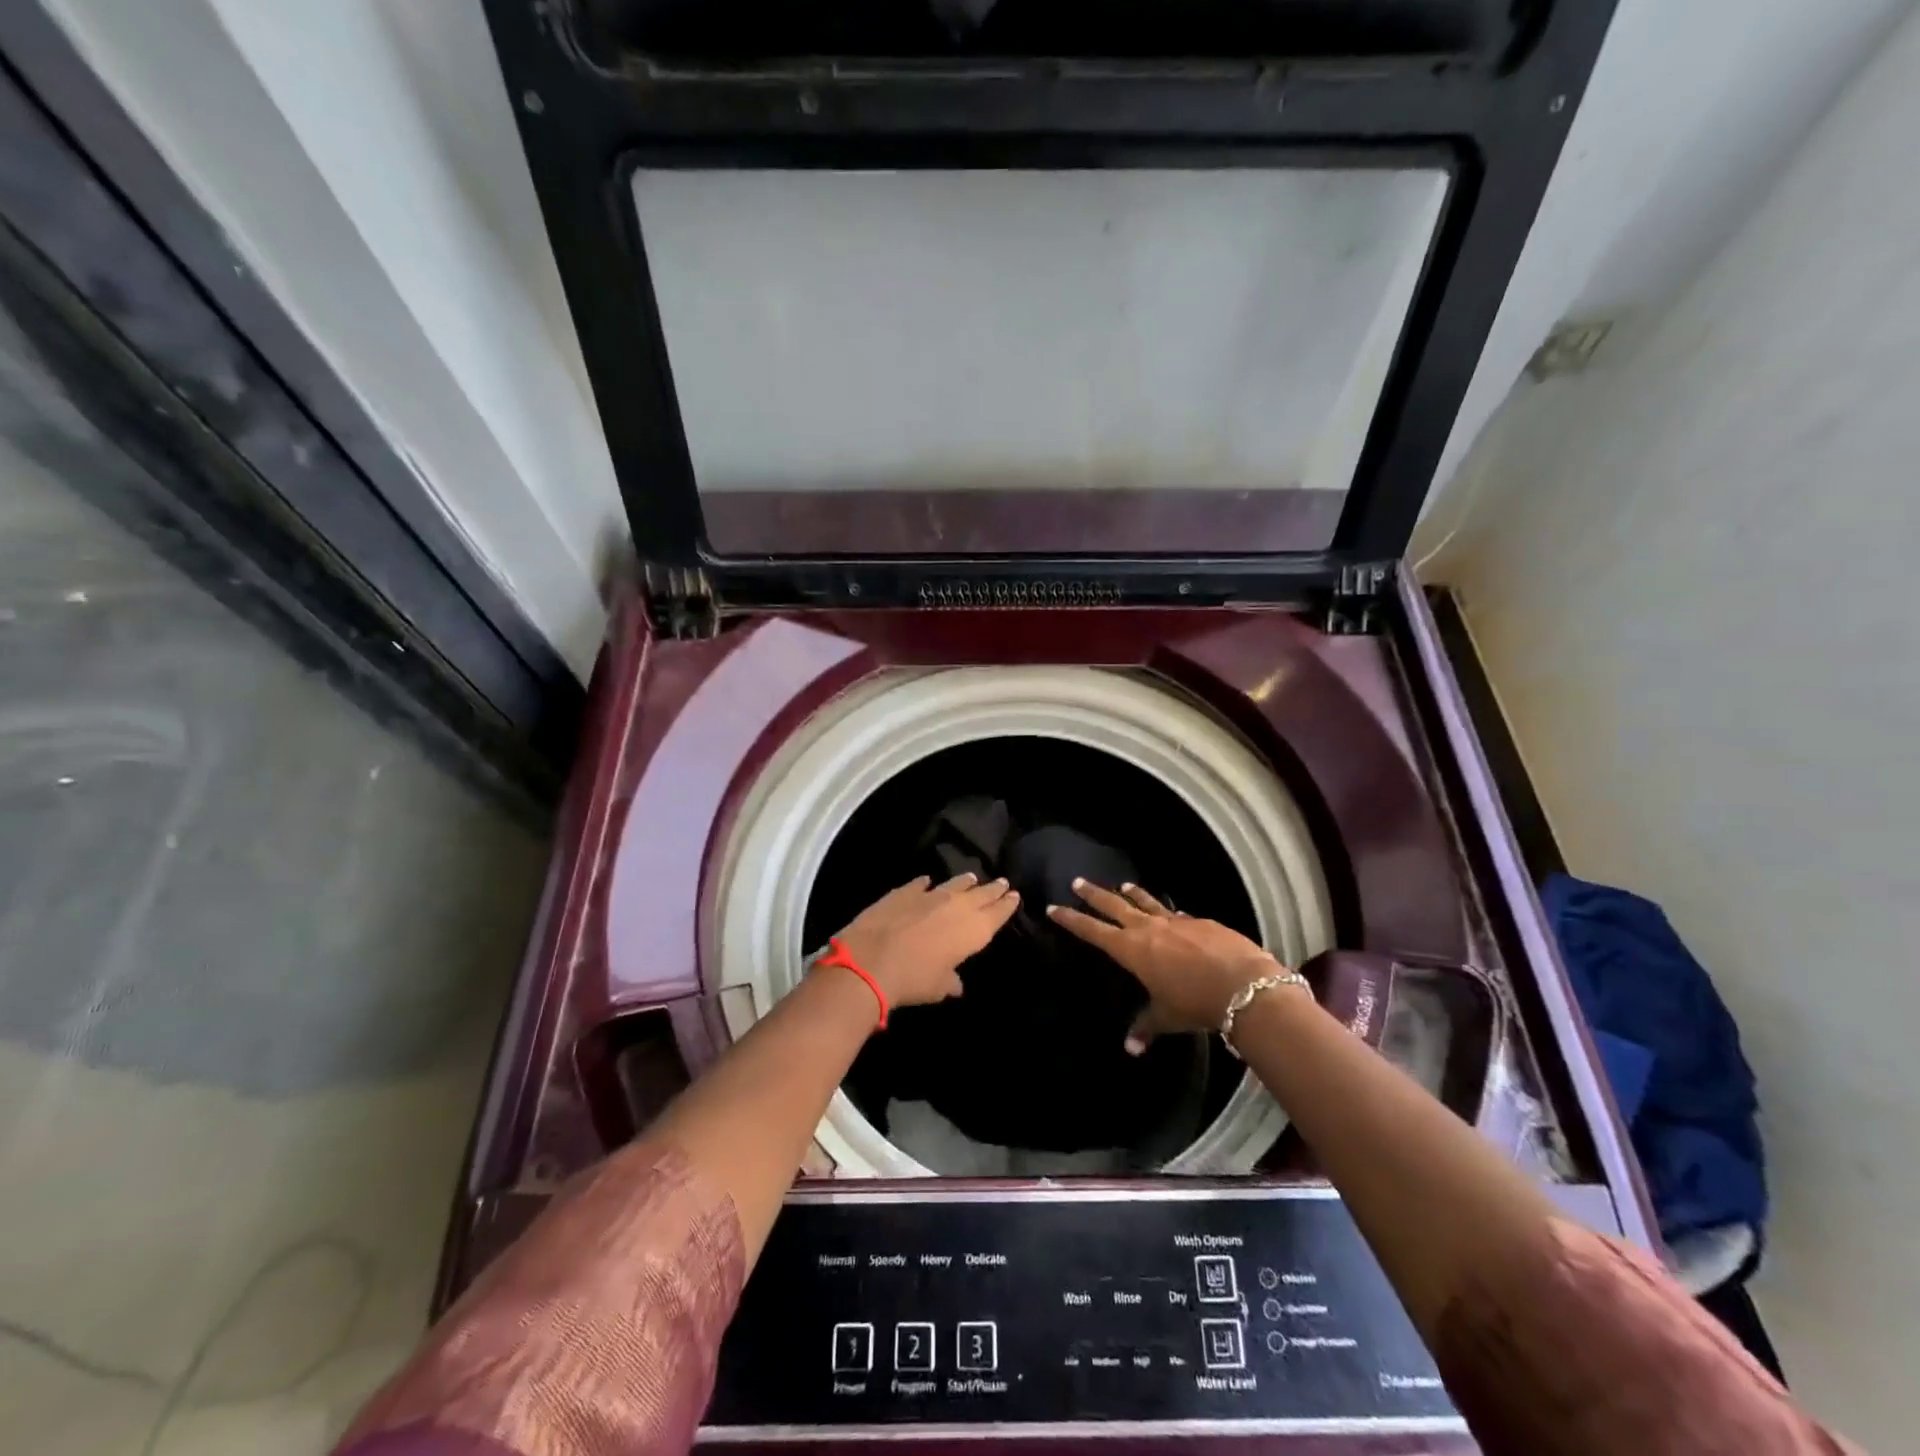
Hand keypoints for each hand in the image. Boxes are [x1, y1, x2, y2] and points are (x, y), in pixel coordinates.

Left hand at [832, 873, 1020, 1009]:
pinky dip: (926, 884)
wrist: (871, 960)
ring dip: (965, 882)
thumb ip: (951, 982)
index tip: (1014, 895)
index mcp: (973, 930)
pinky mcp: (904, 891)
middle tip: (1002, 882)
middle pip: (981, 894)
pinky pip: (920, 884)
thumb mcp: (938, 988)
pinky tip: (927, 881)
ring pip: (955, 883)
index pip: (997, 913)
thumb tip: (956, 984)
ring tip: (972, 878)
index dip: (1007, 904)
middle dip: (993, 889)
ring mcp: (930, 895)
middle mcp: (957, 907)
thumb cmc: (913, 979)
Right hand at [1049, 881, 1286, 1053]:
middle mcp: (1149, 928)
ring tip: (1123, 885)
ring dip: (1133, 894)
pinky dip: (1168, 913)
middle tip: (1078, 882)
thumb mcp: (1167, 1017)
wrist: (1243, 983)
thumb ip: (1146, 1026)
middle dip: (1094, 895)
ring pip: (1147, 902)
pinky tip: (1173, 915)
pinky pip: (1177, 914)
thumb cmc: (1195, 1002)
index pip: (1093, 930)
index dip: (1072, 920)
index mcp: (1132, 949)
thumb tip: (1131, 1048)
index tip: (1054, 907)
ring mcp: (1176, 921)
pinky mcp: (1201, 922)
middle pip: (1114, 905)